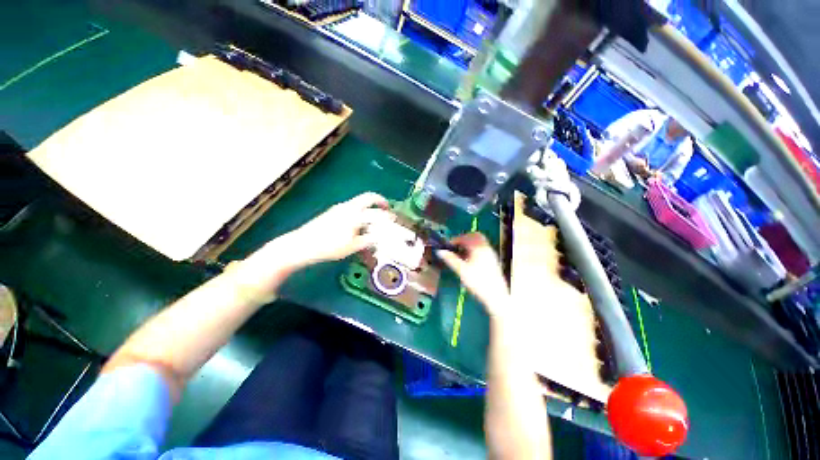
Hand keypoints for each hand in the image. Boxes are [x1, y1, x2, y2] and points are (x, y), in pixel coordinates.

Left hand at [288, 192, 393, 265]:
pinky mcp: (333, 211)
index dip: (387, 215)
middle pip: (368, 197)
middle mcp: (348, 207)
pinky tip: (360, 222)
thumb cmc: (329, 247)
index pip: (376, 212)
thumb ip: (369, 239)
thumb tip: (381, 235)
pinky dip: (361, 210)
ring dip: (370, 206)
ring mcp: (339, 208)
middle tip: (386, 208)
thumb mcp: (352, 246)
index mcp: (354, 215)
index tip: (393, 219)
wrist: (302, 245)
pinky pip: (352, 206)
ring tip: (375, 218)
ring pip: (359, 202)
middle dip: (380, 200)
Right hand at [436, 233, 509, 317]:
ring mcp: (491, 253)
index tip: (447, 246)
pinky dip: (475, 249)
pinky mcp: (493, 260)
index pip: (465, 237)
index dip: (454, 240)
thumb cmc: (477, 283)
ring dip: (469, 244)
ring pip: (479, 242)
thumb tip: (440, 251)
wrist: (496, 296)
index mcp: (478, 247)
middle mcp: (486, 247)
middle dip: (463, 239)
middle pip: (474, 236)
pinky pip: (483, 248)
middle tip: (455, 247)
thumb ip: (450, 259)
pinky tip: (469, 260)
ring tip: (461, 254)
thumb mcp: (461, 271)